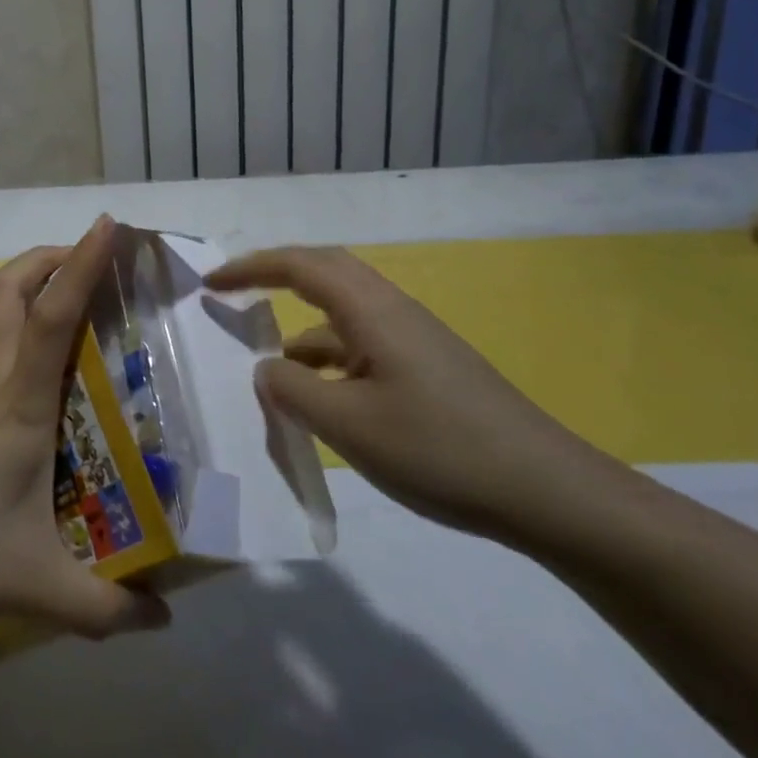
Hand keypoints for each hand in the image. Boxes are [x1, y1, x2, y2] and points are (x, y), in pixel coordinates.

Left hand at [0, 216, 169, 638]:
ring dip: (6, 277)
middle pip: (11, 289)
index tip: (108, 225)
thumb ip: (101, 609)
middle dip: (48, 258)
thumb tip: (163, 624)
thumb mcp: (29, 586)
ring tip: (33, 278)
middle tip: (80, 255)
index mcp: (18, 404)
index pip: (57, 316)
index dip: (84, 265)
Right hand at [206, 247, 629, 546]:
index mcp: (372, 311)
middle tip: (233, 294)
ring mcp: (414, 340)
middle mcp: (393, 311)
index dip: (250, 269)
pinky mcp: (428, 368)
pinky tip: (320, 396)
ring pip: (343, 313)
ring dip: (301, 324)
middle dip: (274, 276)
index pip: (299, 267)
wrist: (546, 490)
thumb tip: (267, 368)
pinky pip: (363, 344)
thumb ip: (292, 390)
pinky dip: (328, 356)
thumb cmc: (439, 449)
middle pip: (324, 272)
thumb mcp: (348, 424)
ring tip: (268, 362)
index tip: (211, 285)